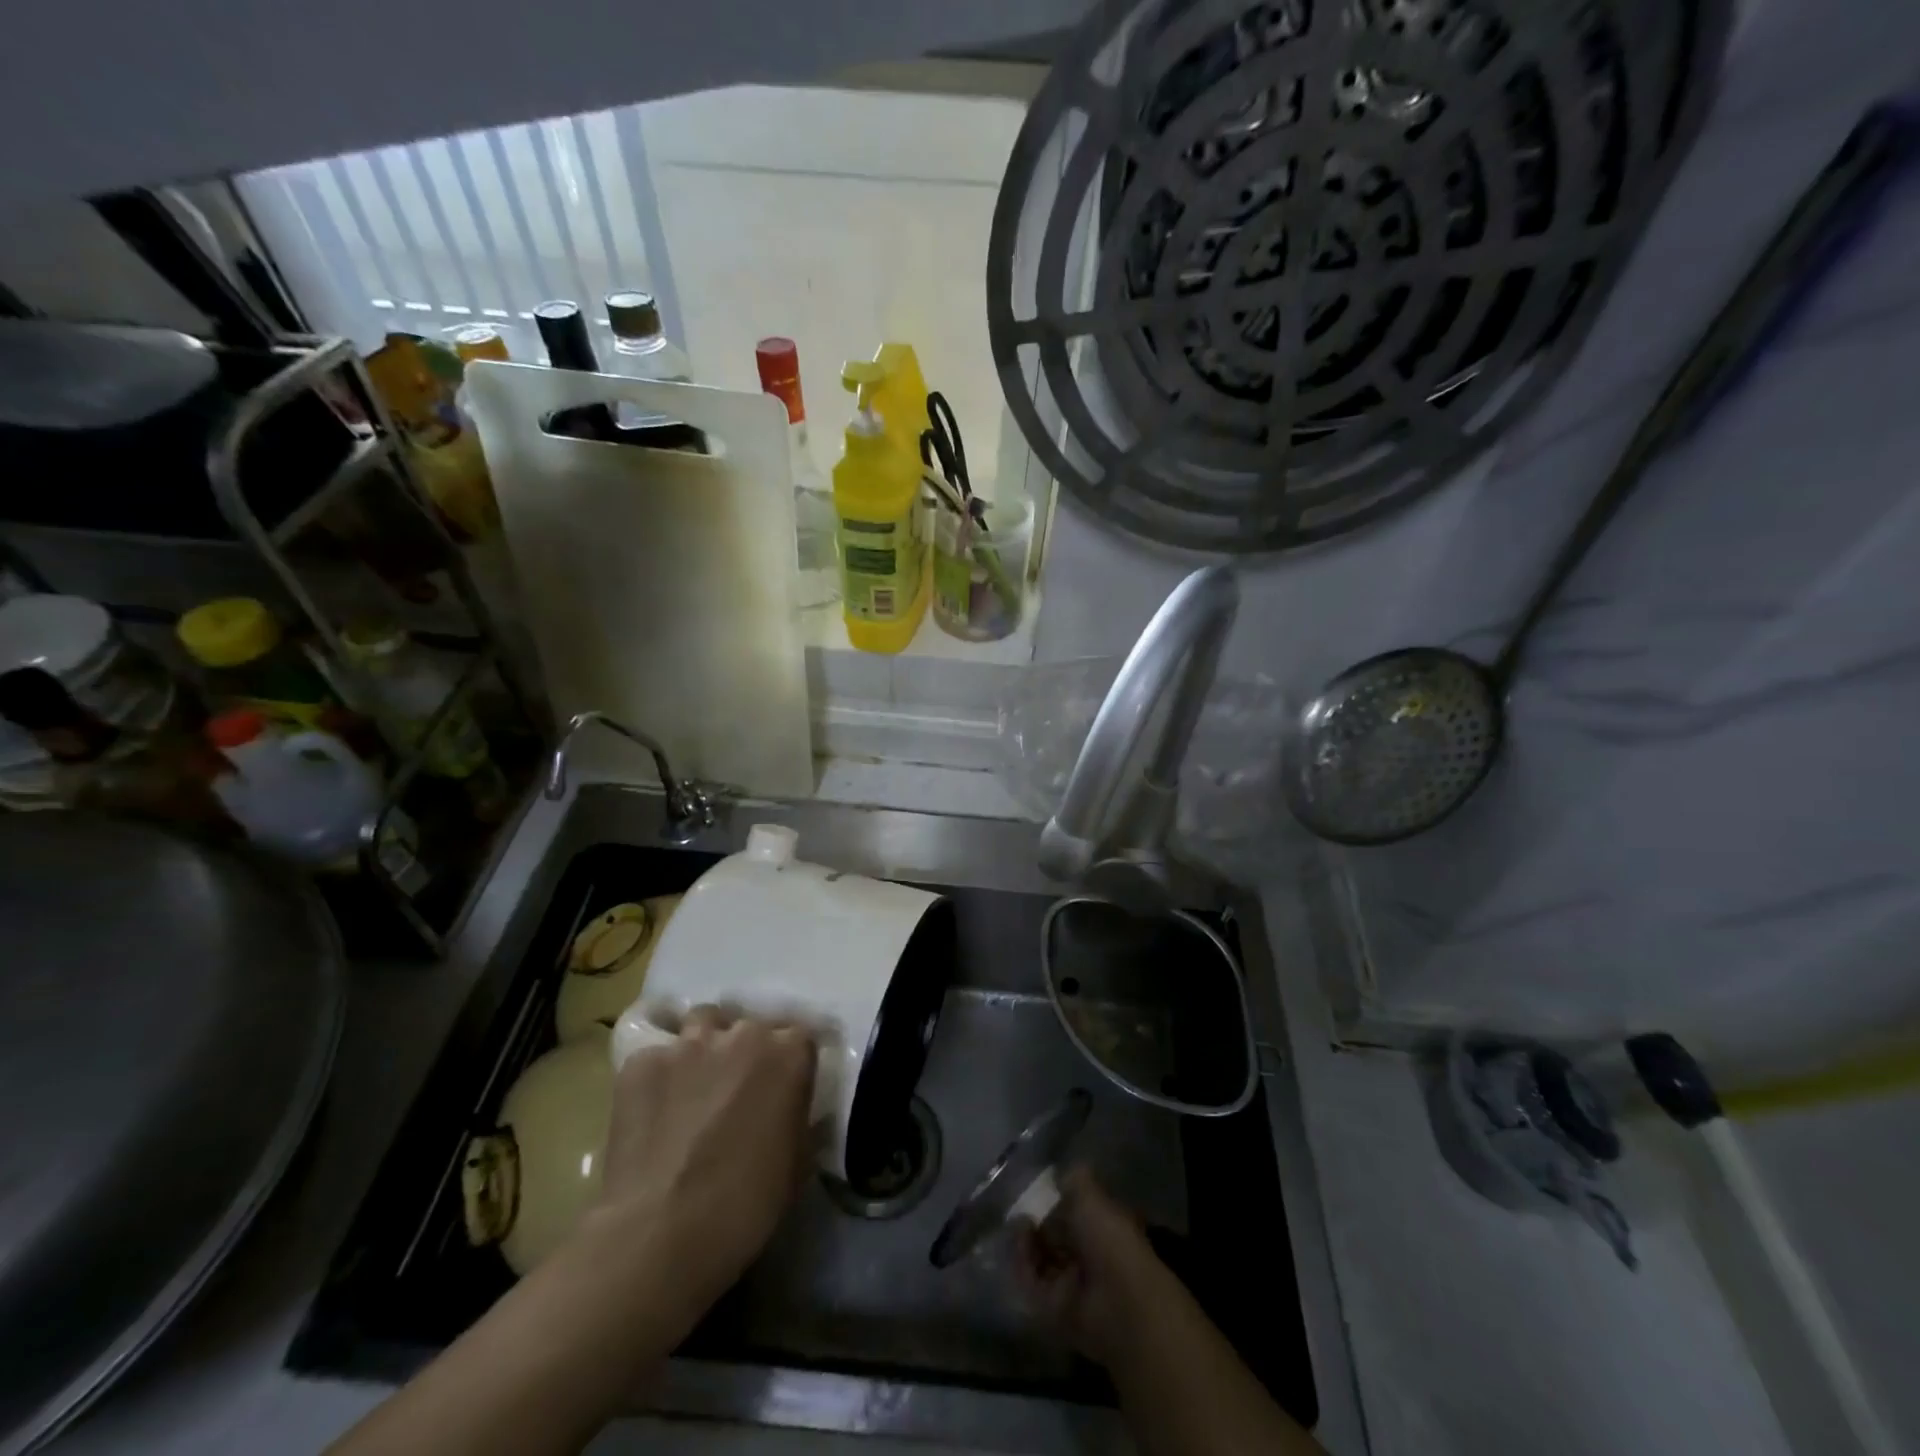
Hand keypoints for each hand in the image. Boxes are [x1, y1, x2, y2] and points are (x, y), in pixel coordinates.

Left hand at [582, 1007, 815, 1316]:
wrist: (662, 1232)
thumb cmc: (746, 1204)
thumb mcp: (797, 1162)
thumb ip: (798, 1119)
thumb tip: (791, 1111)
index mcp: (789, 1053)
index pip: (798, 1038)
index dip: (788, 1063)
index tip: (780, 1089)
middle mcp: (744, 1033)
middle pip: (749, 1027)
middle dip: (745, 1052)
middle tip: (735, 1091)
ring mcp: (689, 1043)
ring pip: (701, 1023)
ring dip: (703, 1046)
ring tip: (693, 1084)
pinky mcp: (642, 1061)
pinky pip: (655, 1056)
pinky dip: (657, 1076)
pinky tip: (651, 1110)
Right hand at [1014, 1167, 1165, 1367]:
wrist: (1120, 1302)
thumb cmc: (1111, 1240)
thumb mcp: (1092, 1197)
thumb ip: (1075, 1181)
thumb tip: (1062, 1173)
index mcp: (1101, 1230)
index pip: (1073, 1215)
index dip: (1053, 1203)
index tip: (1036, 1192)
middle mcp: (1087, 1259)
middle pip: (1053, 1239)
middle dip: (1035, 1224)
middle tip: (1021, 1211)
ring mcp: (1071, 1286)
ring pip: (1040, 1261)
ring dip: (1026, 1243)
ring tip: (1019, 1226)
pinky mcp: (1054, 1311)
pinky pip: (1032, 1286)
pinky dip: (1022, 1266)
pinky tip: (1019, 1245)